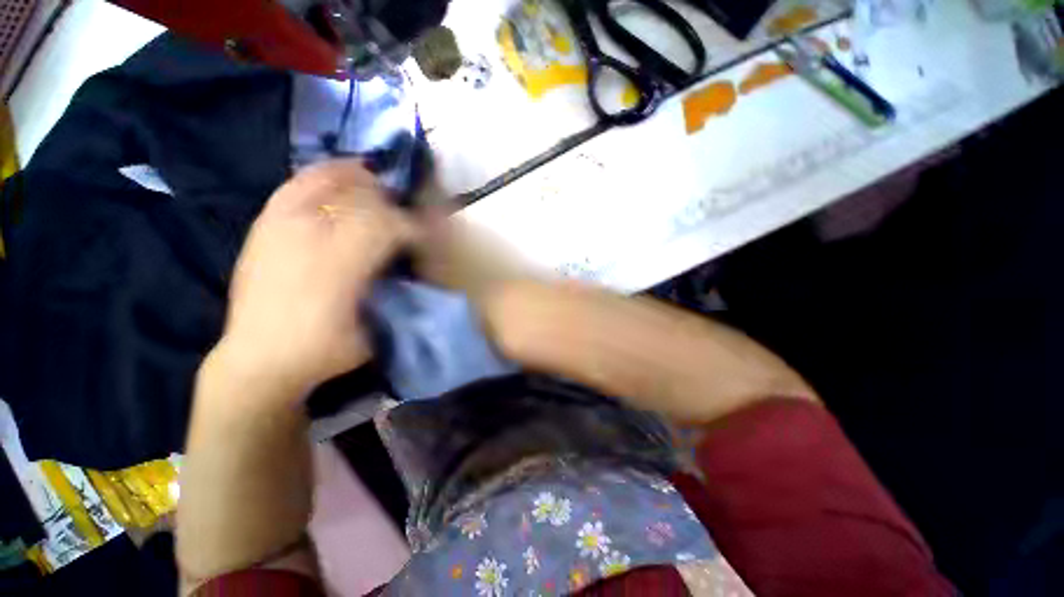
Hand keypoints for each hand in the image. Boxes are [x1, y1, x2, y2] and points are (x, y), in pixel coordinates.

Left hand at [216, 160, 415, 397]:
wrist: (258, 359)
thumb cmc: (325, 349)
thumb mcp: (375, 327)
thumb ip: (397, 291)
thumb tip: (417, 262)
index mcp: (341, 265)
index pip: (388, 226)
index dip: (414, 226)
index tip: (427, 235)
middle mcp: (309, 236)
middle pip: (362, 199)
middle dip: (392, 204)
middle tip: (406, 216)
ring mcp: (280, 225)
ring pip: (328, 182)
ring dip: (360, 183)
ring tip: (378, 188)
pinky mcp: (263, 226)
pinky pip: (295, 186)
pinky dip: (322, 178)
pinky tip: (338, 181)